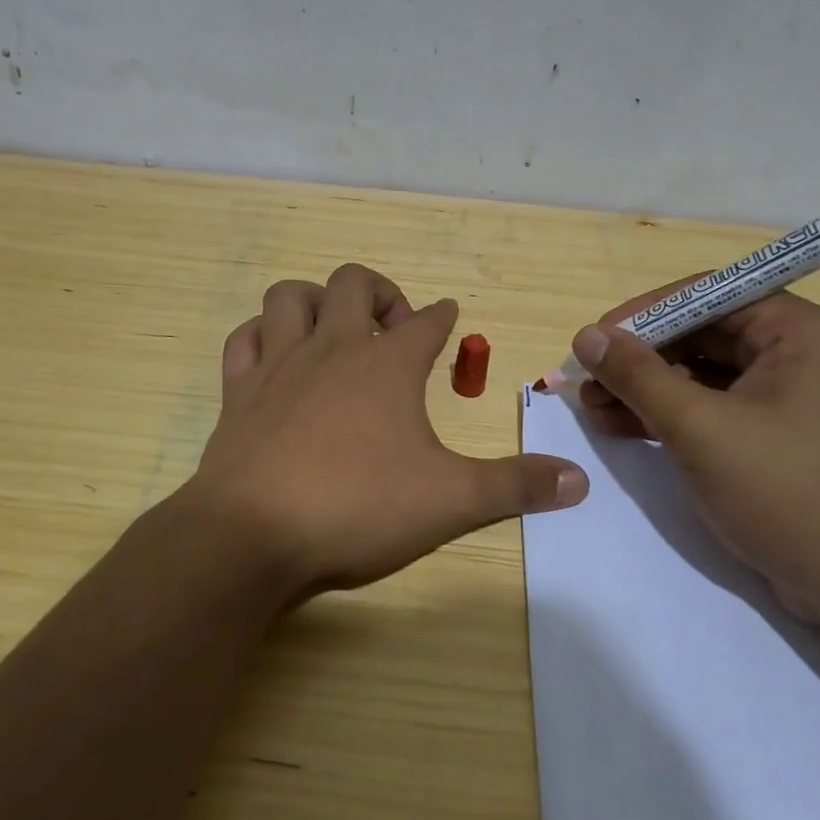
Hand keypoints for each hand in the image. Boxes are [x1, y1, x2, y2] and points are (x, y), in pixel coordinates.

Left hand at [187, 263, 588, 598]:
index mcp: (387, 366)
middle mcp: (332, 350)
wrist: (253, 535)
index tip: (449, 315)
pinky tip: (273, 353)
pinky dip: (261, 335)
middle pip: (353, 283)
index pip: (426, 323)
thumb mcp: (451, 501)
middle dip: (380, 290)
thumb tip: (580, 481)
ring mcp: (278, 366)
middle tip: (396, 323)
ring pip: (290, 297)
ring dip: (315, 299)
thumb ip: (515, 486)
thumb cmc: (358, 509)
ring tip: (334, 326)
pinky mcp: (239, 393)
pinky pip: (244, 339)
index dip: (443, 316)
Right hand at [572, 284, 819, 627]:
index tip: (596, 339)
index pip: (708, 295)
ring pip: (702, 375)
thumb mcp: (700, 429)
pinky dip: (669, 416)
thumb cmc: (787, 492)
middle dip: (639, 358)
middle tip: (587, 380)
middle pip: (702, 334)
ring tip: (593, 409)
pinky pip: (714, 409)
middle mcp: (798, 354)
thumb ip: (638, 376)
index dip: (645, 313)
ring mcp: (789, 399)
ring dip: (646, 389)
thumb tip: (586, 335)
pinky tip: (623, 428)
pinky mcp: (777, 438)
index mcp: (798, 332)